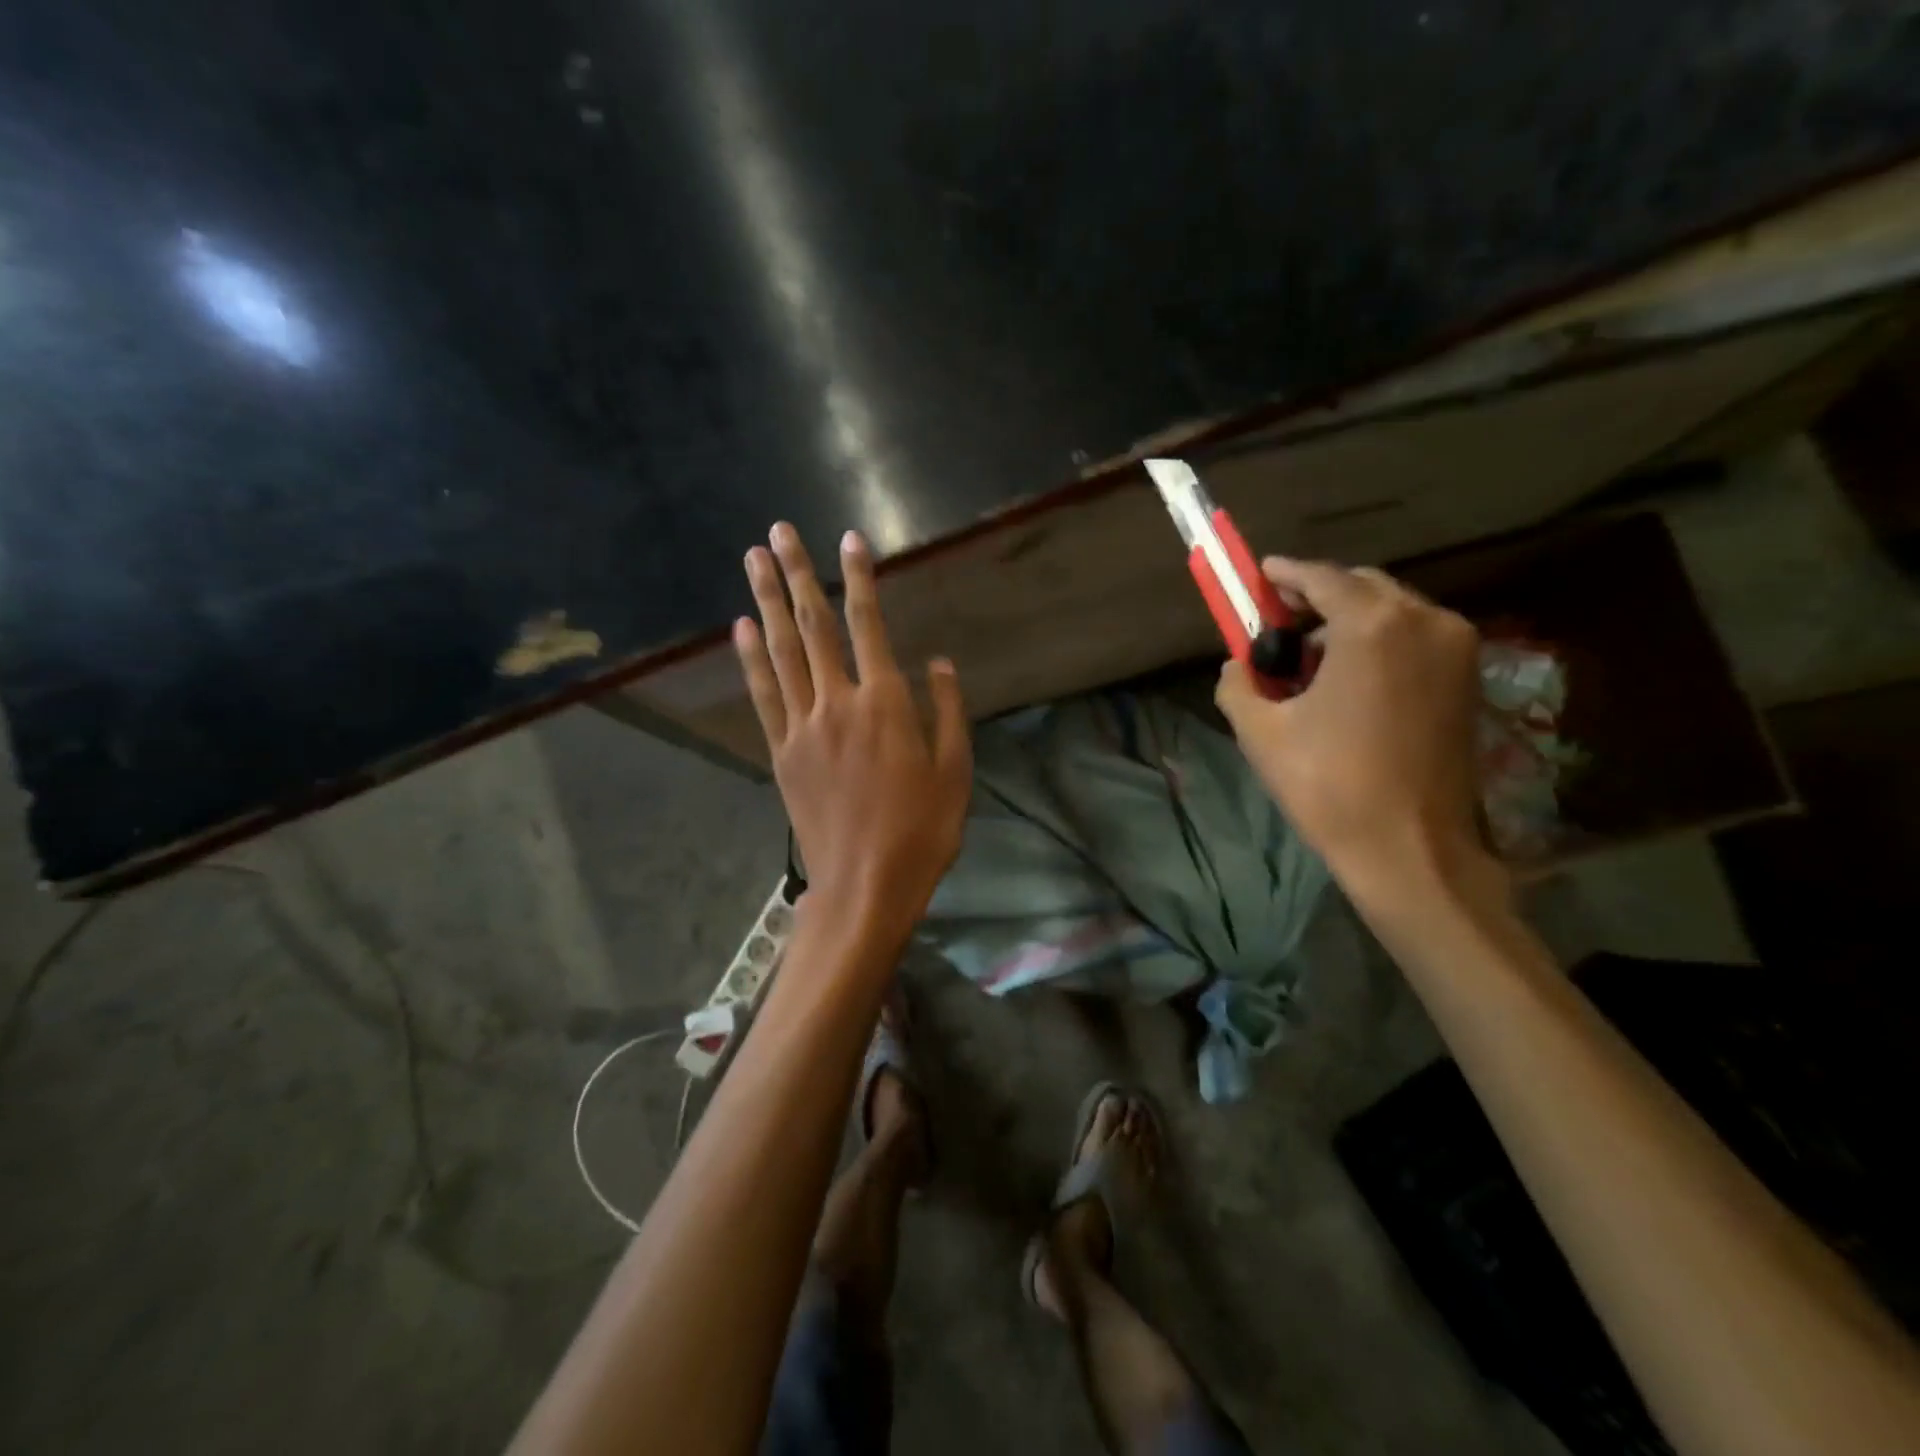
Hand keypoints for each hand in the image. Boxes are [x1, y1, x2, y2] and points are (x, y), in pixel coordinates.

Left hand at [735, 523, 970, 944]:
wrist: (865, 886)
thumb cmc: (922, 831)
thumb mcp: (955, 771)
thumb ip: (947, 710)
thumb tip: (937, 661)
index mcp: (885, 704)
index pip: (869, 625)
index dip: (858, 579)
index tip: (850, 539)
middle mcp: (838, 703)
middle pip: (813, 627)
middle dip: (797, 574)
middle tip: (779, 531)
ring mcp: (803, 727)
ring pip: (781, 651)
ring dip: (766, 601)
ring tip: (752, 558)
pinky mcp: (781, 752)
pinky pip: (763, 695)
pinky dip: (751, 658)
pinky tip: (741, 627)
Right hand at [1216, 558, 1496, 906]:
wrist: (1410, 848)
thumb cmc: (1328, 784)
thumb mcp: (1260, 732)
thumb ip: (1239, 683)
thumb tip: (1239, 665)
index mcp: (1372, 626)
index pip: (1321, 578)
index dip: (1285, 574)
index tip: (1260, 575)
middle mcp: (1424, 621)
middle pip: (1361, 586)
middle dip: (1318, 596)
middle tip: (1280, 621)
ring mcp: (1456, 649)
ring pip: (1392, 611)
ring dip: (1349, 620)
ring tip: (1311, 657)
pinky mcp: (1468, 679)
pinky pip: (1415, 637)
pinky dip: (1379, 641)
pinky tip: (1349, 676)